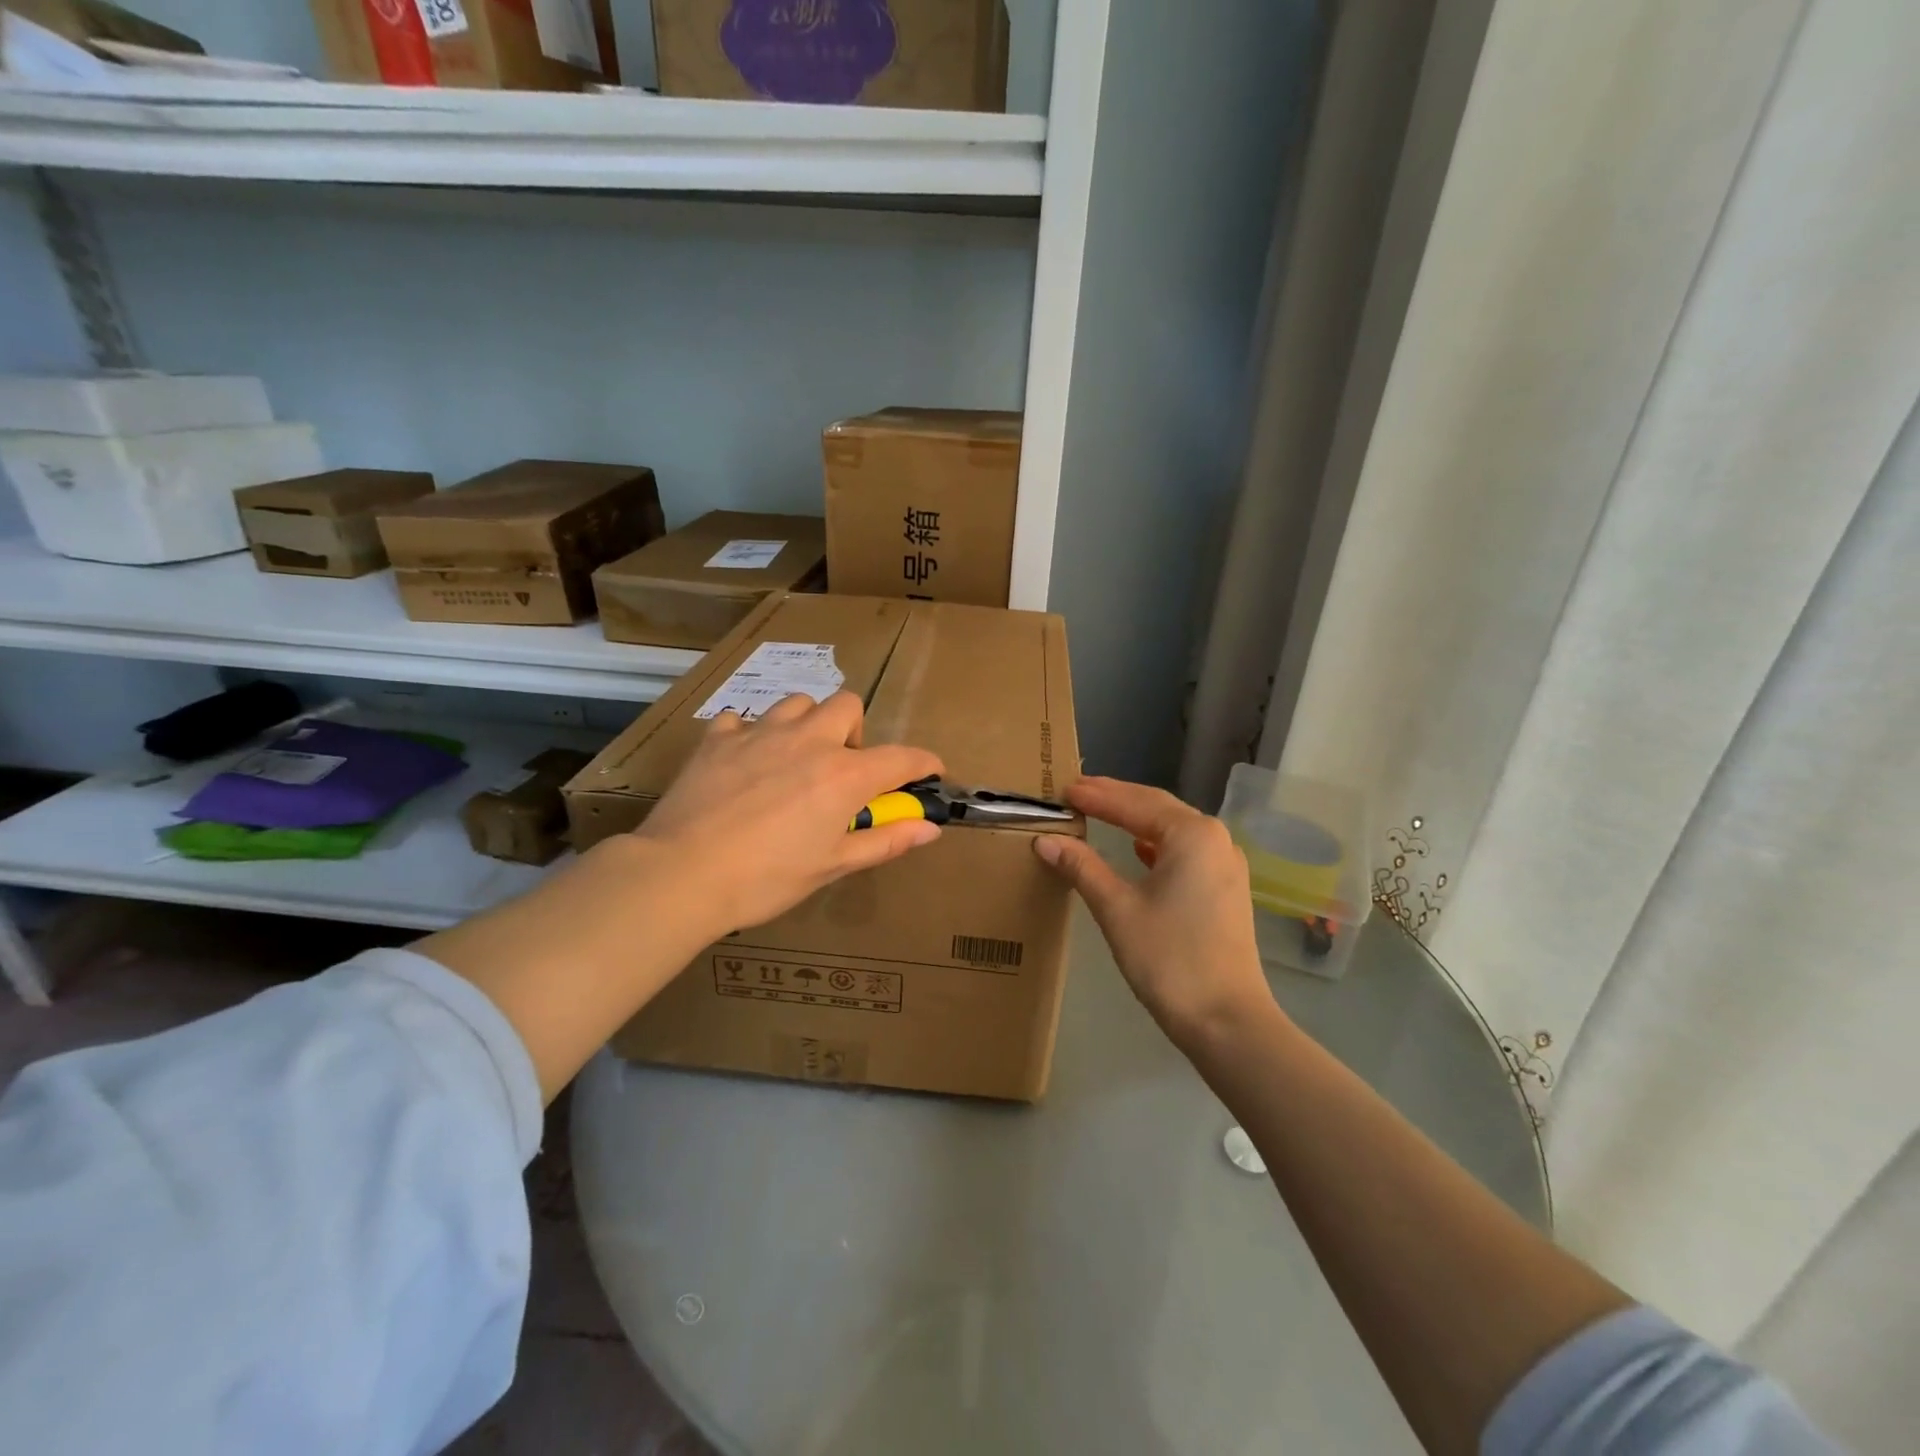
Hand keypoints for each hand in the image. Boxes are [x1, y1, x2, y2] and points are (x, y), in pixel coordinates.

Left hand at [635, 691, 944, 932]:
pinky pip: (741, 720)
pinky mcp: (718, 739)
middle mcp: (808, 741)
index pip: (901, 757)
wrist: (682, 874)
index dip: (923, 763)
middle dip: (855, 731)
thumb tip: (929, 829)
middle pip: (847, 706)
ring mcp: (760, 733)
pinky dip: (750, 735)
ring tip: (795, 758)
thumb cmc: (766, 878)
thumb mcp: (832, 866)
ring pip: (797, 703)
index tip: (930, 772)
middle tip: (841, 769)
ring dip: (807, 724)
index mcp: (843, 775)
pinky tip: (744, 762)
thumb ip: (884, 841)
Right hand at [1033, 776, 1276, 1048]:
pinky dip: (1156, 843)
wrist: (1227, 1021)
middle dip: (1116, 798)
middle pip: (1158, 807)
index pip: (1135, 803)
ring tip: (1100, 812)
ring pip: (1173, 828)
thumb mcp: (1117, 909)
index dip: (1096, 796)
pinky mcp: (1226, 889)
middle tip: (1077, 791)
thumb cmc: (1169, 959)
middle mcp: (1215, 839)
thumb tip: (1046, 840)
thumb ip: (1082, 867)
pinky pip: (1185, 850)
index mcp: (1192, 834)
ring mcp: (1225, 864)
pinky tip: (1139, 849)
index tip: (1063, 789)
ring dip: (1136, 819)